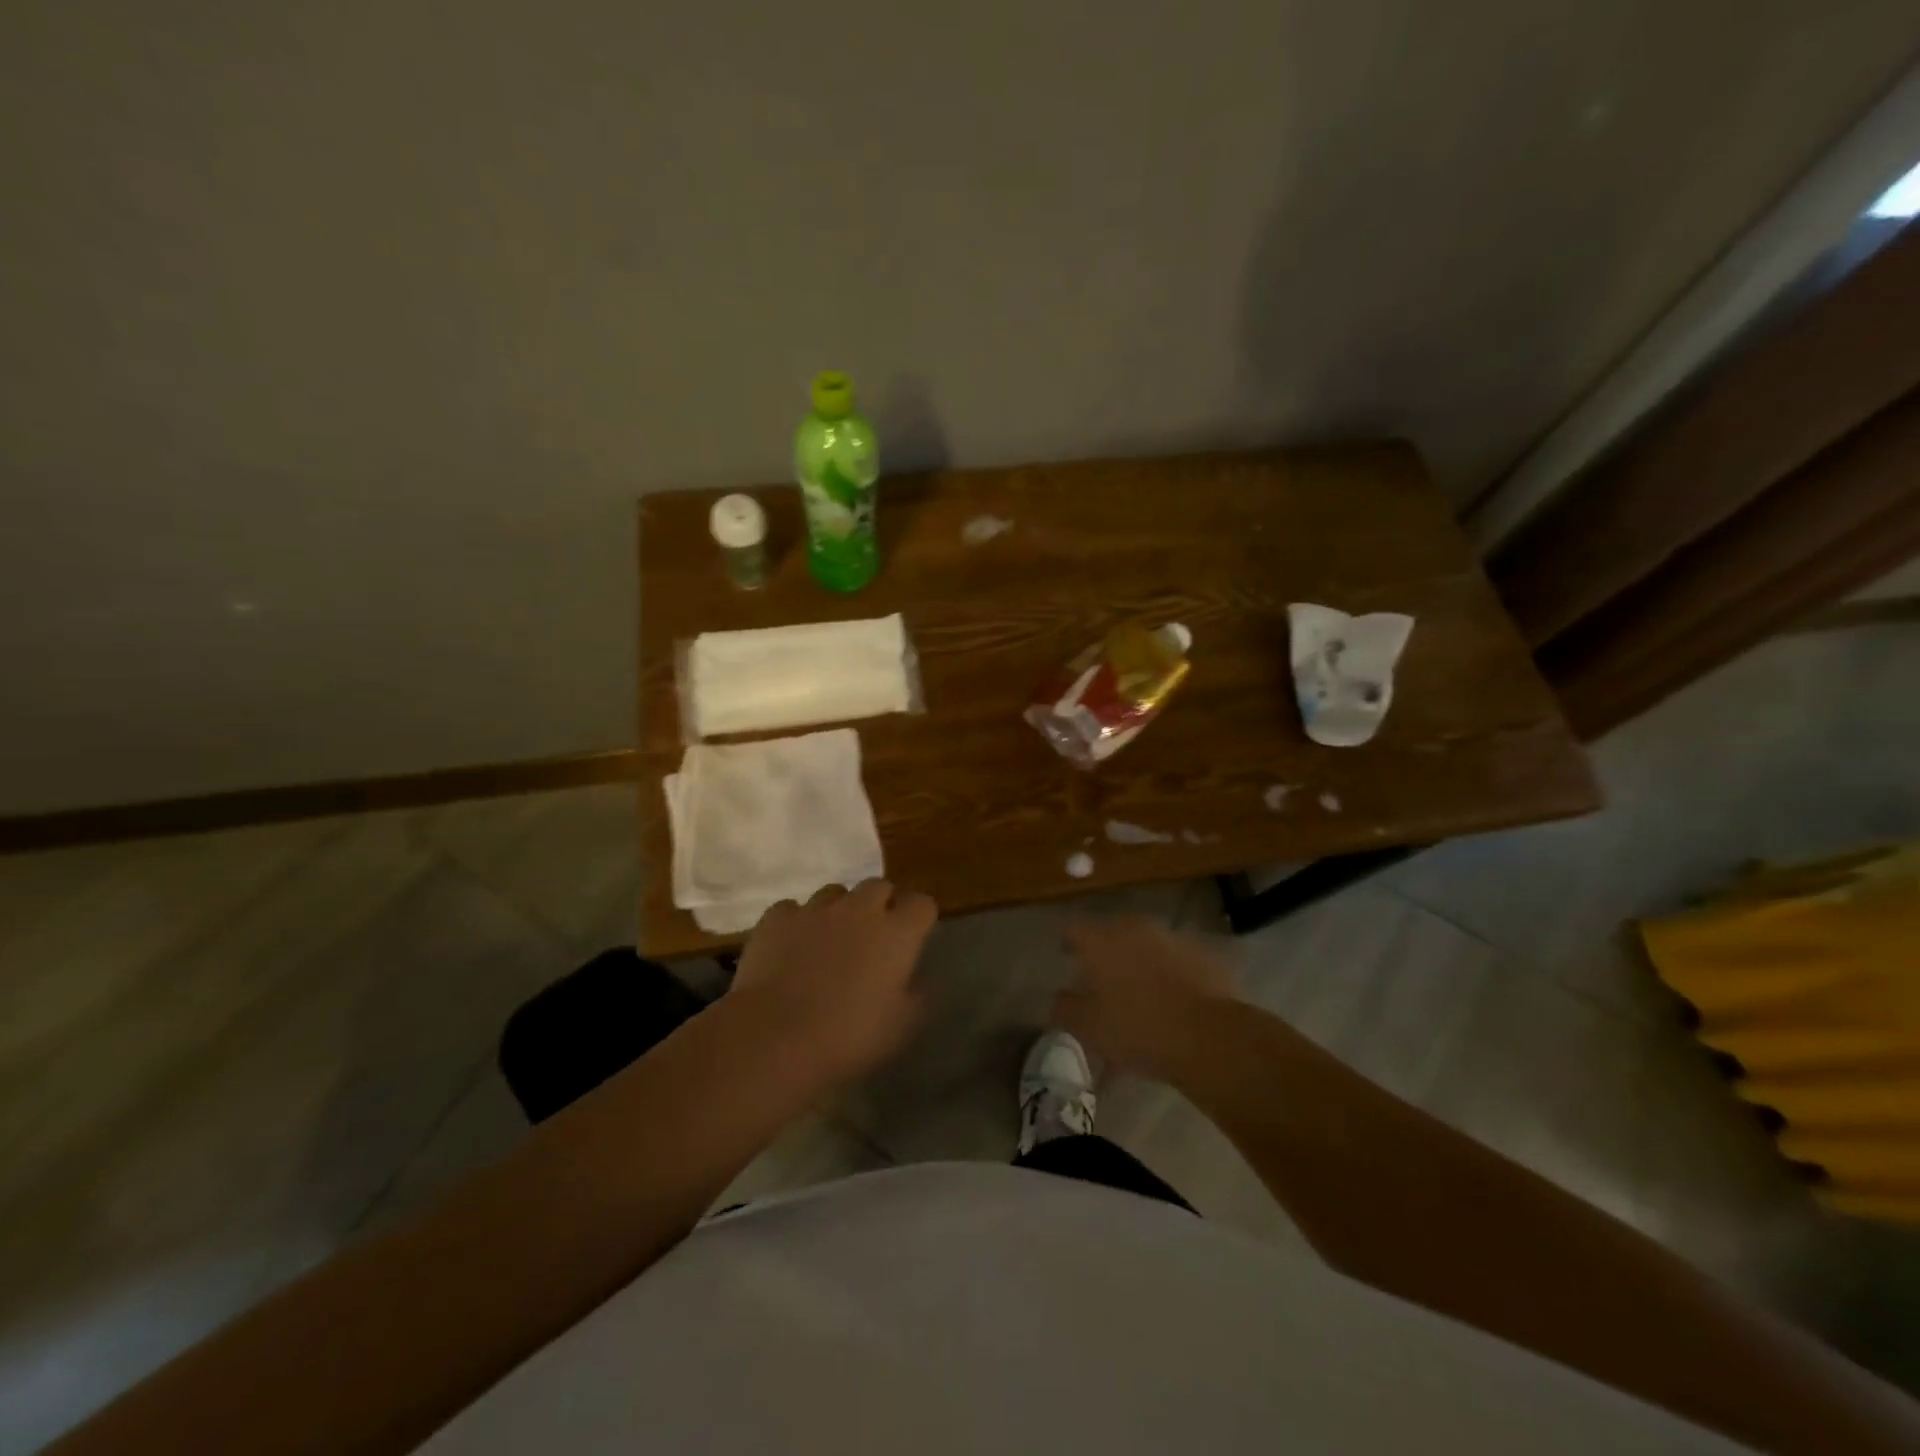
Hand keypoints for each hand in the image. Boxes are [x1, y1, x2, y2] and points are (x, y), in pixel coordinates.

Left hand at [729, 879, 938, 1087]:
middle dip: (881, 904)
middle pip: (879, 887)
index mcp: (896, 933)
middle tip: (874, 936)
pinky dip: (797, 923)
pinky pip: (792, 909)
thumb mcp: (901, 1027)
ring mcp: (815, 909)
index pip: (922, 904)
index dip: (920, 917)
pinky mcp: (777, 918)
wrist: (774, 1036)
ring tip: (830, 939)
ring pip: (835, 892)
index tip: (916, 935)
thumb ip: (917, 995)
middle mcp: (860, 909)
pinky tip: (791, 946)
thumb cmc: (848, 1036)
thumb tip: (919, 978)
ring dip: (839, 910)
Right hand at [1052, 917, 1234, 1080]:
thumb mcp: (1088, 1028)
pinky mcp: (1201, 954)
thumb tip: (1058, 997)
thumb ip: (1065, 1008)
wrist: (1209, 1037)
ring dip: (1137, 963)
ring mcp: (1171, 938)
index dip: (1067, 943)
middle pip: (1110, 934)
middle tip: (1101, 981)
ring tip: (1138, 995)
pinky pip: (1174, 960)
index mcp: (1101, 941)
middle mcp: (1134, 929)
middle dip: (1104, 954)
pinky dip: (1167, 974)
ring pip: (1144, 946)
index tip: (1065, 958)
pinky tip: (1170, 1000)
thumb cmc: (1138, 1029)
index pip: (1073, 929)